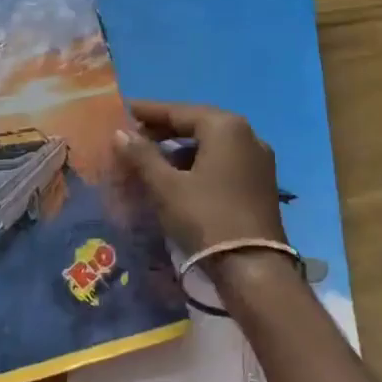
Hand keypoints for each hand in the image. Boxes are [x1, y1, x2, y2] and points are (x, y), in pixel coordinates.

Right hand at [113, 100, 285, 252]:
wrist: (255, 271)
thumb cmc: (206, 219)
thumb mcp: (167, 187)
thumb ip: (142, 155)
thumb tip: (120, 133)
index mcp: (225, 127)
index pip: (179, 111)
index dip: (149, 111)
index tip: (125, 110)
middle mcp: (247, 134)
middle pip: (198, 123)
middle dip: (165, 129)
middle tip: (135, 135)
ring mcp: (259, 159)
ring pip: (212, 144)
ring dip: (182, 148)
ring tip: (153, 158)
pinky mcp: (262, 183)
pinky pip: (224, 161)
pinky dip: (200, 163)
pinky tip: (181, 177)